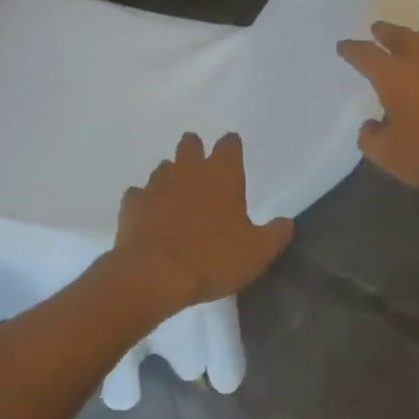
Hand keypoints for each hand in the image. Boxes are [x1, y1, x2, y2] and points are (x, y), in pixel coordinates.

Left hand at [111, 133, 293, 313]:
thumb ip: (274, 235)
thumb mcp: (256, 253)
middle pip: (190, 144)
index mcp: (222, 174)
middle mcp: (188, 170)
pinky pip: (139, 194)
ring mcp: (156, 184)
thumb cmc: (212, 259)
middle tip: (201, 169)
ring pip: (164, 167)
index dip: (231, 146)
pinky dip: (145, 201)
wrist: (153, 274)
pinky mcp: (132, 203)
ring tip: (177, 197)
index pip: (229, 144)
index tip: (233, 153)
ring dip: (171, 177)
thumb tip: (286, 222)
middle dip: (196, 150)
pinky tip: (149, 216)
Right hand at [337, 22, 418, 196]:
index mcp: (394, 75)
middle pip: (401, 38)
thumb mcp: (391, 156)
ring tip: (411, 43)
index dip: (353, 50)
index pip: (366, 55)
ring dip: (417, 41)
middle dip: (386, 33)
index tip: (344, 45)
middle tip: (377, 28)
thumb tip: (369, 126)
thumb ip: (372, 139)